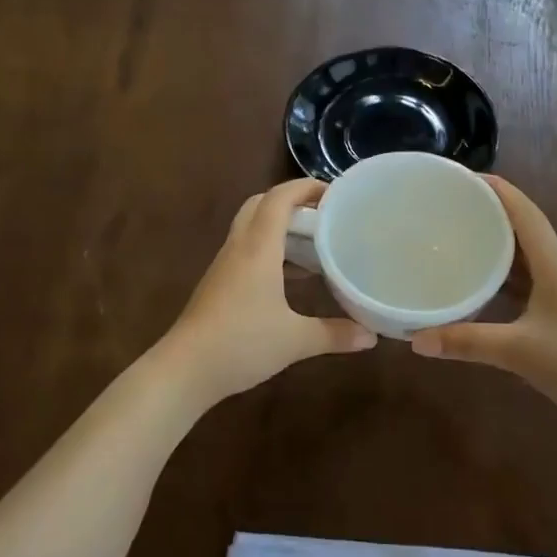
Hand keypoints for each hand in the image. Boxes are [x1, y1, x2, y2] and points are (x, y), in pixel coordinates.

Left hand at [158, 179, 376, 406]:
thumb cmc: (241, 343)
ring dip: (278, 227)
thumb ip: (334, 334)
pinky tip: (288, 277)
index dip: (305, 187)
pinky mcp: (218, 284)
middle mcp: (238, 248)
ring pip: (250, 228)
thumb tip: (371, 336)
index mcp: (258, 248)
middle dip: (291, 202)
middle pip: (260, 205)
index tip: (334, 192)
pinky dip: (268, 250)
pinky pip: (245, 251)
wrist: (185, 369)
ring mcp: (224, 266)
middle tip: (322, 215)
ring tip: (312, 243)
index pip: (279, 199)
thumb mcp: (295, 340)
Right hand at [410, 176, 556, 441]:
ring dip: (496, 248)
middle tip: (448, 209)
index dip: (496, 189)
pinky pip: (528, 284)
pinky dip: (504, 281)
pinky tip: (481, 291)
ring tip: (457, 243)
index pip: (523, 211)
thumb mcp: (520, 351)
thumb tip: (416, 339)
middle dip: (488, 215)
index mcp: (553, 264)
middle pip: (522, 230)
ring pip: (525, 259)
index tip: (462, 175)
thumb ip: (467, 342)